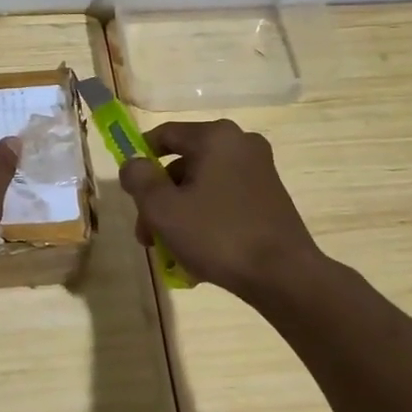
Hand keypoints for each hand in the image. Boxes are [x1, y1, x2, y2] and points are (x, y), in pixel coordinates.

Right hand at [118, 119, 322, 299]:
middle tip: (147, 234)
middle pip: (183, 165)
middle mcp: (241, 144)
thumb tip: (133, 164)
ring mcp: (260, 171)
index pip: (164, 135)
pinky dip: (206, 220)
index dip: (139, 159)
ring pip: (202, 187)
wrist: (283, 275)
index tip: (129, 190)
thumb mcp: (162, 208)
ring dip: (180, 214)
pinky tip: (197, 255)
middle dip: (159, 199)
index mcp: (216, 137)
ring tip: (170, 253)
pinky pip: (224, 201)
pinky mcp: (270, 198)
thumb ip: (139, 179)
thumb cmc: (217, 234)